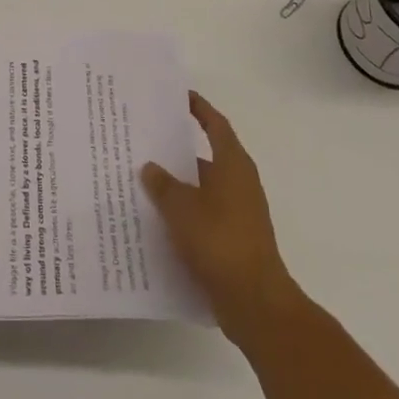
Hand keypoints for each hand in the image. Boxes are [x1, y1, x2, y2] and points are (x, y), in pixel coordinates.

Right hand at [142, 92, 295, 346]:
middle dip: (178, 149)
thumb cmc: (220, 242)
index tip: (179, 96)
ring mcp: (239, 213)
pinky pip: (204, 215)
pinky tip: (158, 219)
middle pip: (206, 156)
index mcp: (233, 164)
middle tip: (146, 140)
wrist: (255, 303)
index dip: (199, 108)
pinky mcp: (234, 240)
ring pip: (203, 188)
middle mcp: (239, 183)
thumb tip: (149, 167)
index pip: (215, 124)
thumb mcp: (182, 208)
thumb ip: (163, 185)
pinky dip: (184, 213)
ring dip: (178, 185)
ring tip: (144, 180)